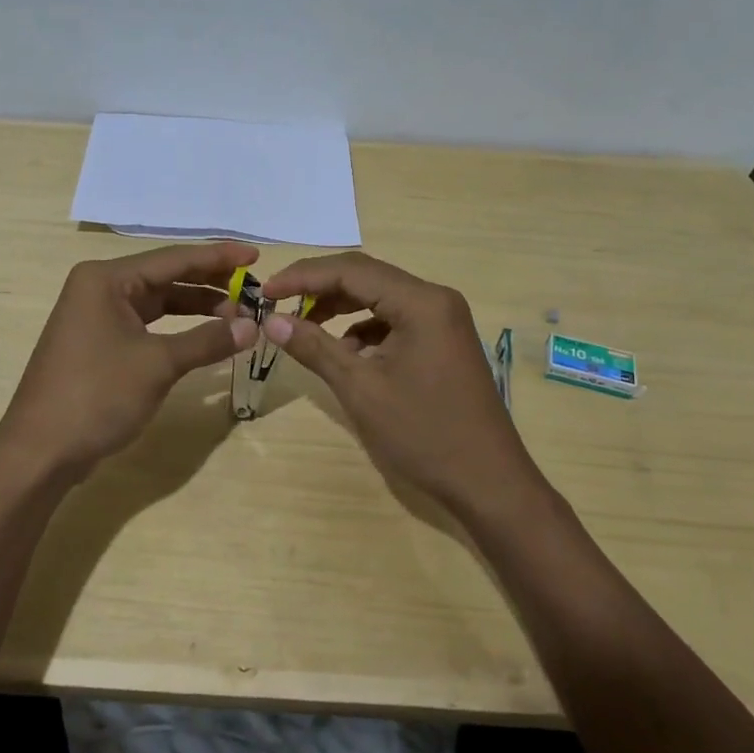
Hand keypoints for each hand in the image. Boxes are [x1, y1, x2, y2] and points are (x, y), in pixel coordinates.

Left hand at [0, 242, 259, 483]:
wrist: (41, 451)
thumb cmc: (97, 395)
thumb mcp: (158, 364)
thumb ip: (207, 340)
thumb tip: (253, 326)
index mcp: (106, 279)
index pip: (173, 259)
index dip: (217, 258)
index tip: (256, 255)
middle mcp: (99, 289)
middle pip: (165, 277)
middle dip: (209, 283)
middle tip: (253, 289)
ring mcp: (96, 317)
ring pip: (157, 303)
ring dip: (195, 307)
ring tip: (237, 314)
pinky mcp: (99, 344)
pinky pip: (147, 325)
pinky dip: (177, 329)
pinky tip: (205, 336)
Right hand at [261, 253, 538, 509]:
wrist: (488, 482)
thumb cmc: (424, 434)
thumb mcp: (361, 389)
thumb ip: (315, 347)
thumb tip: (271, 321)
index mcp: (421, 302)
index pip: (351, 270)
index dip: (303, 276)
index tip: (265, 291)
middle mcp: (435, 299)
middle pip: (366, 277)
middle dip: (318, 288)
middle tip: (277, 304)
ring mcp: (443, 320)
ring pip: (379, 297)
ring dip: (339, 307)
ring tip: (302, 326)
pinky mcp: (442, 341)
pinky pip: (394, 320)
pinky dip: (362, 328)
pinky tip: (343, 352)